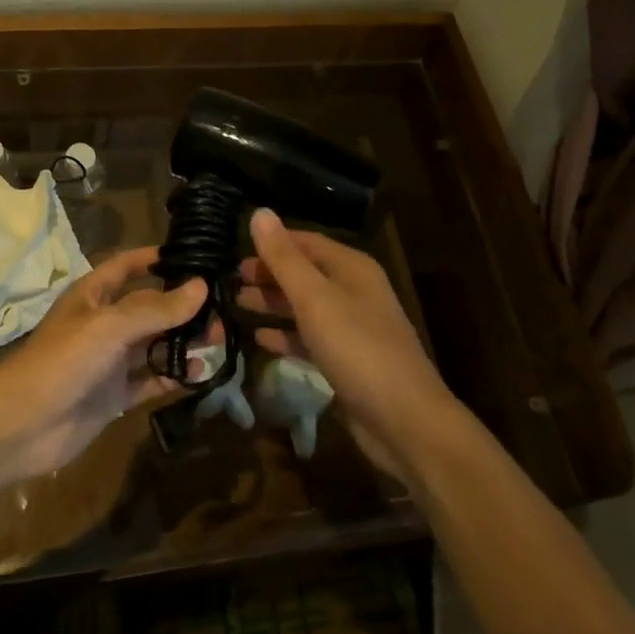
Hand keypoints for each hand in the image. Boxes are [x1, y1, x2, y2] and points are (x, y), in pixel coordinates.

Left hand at [0, 247, 206, 482]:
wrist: (24, 425)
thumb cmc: (63, 360)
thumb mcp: (110, 326)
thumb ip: (156, 308)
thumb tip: (201, 287)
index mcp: (93, 296)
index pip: (126, 266)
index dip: (153, 259)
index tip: (191, 256)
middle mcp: (103, 324)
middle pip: (148, 308)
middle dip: (181, 307)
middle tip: (220, 309)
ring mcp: (109, 361)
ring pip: (154, 345)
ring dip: (183, 341)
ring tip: (219, 340)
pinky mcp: (115, 395)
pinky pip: (151, 381)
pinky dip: (174, 377)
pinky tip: (201, 375)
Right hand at [240, 209, 452, 479]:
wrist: (405, 421)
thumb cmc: (358, 349)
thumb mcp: (315, 299)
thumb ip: (284, 258)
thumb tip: (259, 212)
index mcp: (352, 268)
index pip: (306, 242)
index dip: (272, 243)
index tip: (235, 249)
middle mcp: (354, 292)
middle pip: (305, 273)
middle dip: (269, 274)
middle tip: (229, 280)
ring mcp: (352, 329)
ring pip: (305, 307)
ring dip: (272, 304)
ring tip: (235, 303)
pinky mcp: (347, 362)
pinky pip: (310, 339)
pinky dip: (286, 336)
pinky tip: (259, 340)